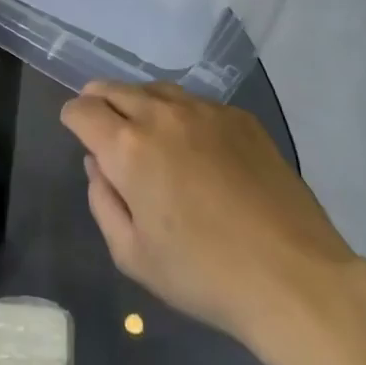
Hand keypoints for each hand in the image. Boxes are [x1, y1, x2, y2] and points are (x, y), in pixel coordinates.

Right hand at [61, 82, 362, 353]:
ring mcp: (205, 111)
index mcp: (128, 148)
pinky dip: (179, 113)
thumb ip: (103, 202)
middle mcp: (162, 115)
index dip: (72, 117)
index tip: (74, 127)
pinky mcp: (240, 117)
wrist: (293, 276)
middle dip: (99, 100)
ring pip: (156, 89)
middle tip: (99, 118)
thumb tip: (97, 164)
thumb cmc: (204, 274)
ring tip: (141, 123)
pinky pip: (196, 103)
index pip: (83, 110)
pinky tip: (191, 141)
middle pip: (115, 88)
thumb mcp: (133, 255)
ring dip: (138, 101)